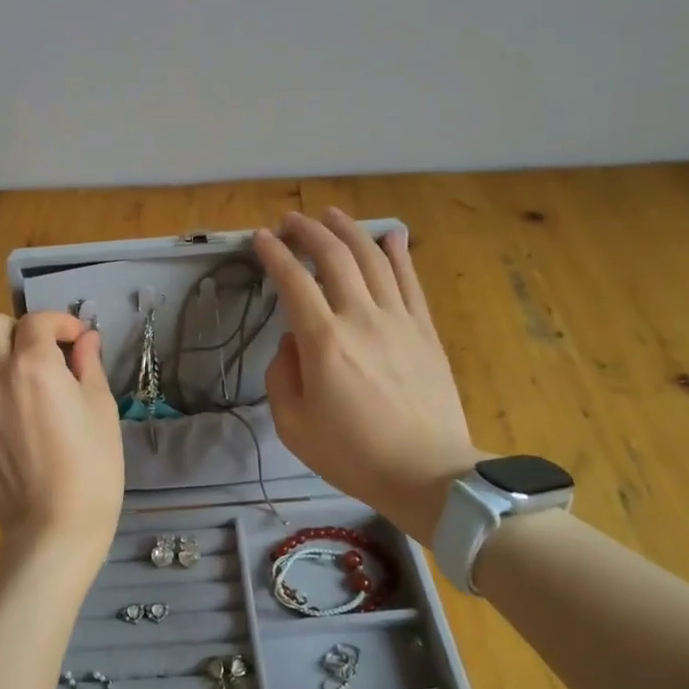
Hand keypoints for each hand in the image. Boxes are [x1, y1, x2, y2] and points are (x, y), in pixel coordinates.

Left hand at [0, 311, 124, 569]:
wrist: (56, 525)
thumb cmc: (92, 467)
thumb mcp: (102, 410)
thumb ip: (88, 366)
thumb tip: (85, 338)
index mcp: (36, 365)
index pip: (39, 321)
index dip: (60, 324)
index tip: (73, 340)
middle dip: (19, 332)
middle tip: (38, 357)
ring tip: (0, 371)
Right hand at [254, 209, 479, 539]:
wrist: (427, 473)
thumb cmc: (353, 454)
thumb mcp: (293, 425)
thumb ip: (281, 376)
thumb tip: (291, 341)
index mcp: (323, 341)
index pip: (294, 281)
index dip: (274, 255)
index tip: (260, 239)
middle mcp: (361, 317)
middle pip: (334, 257)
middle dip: (308, 231)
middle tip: (290, 221)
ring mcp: (399, 320)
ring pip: (373, 258)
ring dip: (349, 230)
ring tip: (331, 215)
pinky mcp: (425, 330)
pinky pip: (410, 281)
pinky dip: (398, 253)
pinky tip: (391, 235)